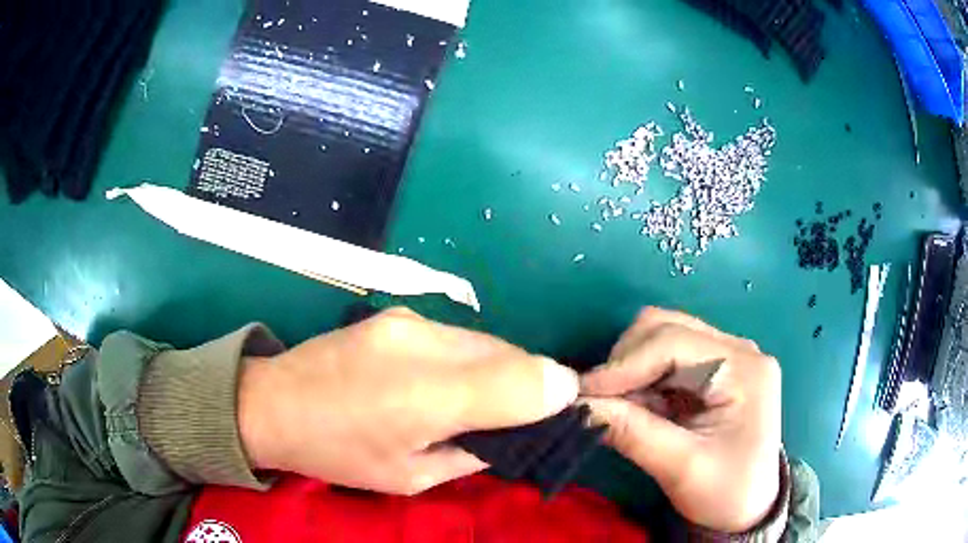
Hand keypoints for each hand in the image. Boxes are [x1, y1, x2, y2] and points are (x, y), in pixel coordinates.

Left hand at [237, 307, 579, 494]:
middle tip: (521, 414)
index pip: (524, 380)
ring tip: (481, 398)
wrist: (271, 403)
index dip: (554, 392)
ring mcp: (409, 320)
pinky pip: (458, 335)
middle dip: (529, 381)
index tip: (561, 412)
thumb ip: (471, 454)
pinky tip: (447, 378)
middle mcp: (426, 343)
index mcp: (428, 397)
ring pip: (486, 340)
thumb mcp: (409, 478)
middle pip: (511, 353)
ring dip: (500, 367)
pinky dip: (470, 357)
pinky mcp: (397, 313)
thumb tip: (514, 432)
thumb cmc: (337, 454)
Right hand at [581, 308, 781, 532]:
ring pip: (660, 338)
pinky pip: (664, 359)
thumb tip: (579, 405)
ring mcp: (726, 356)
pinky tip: (639, 410)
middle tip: (602, 404)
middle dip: (626, 362)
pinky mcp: (713, 370)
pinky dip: (641, 381)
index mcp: (743, 368)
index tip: (582, 393)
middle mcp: (737, 349)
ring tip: (623, 412)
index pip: (673, 340)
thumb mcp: (682, 468)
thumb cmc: (727, 491)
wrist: (750, 506)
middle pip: (665, 327)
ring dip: (631, 371)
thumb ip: (633, 433)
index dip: (624, 363)